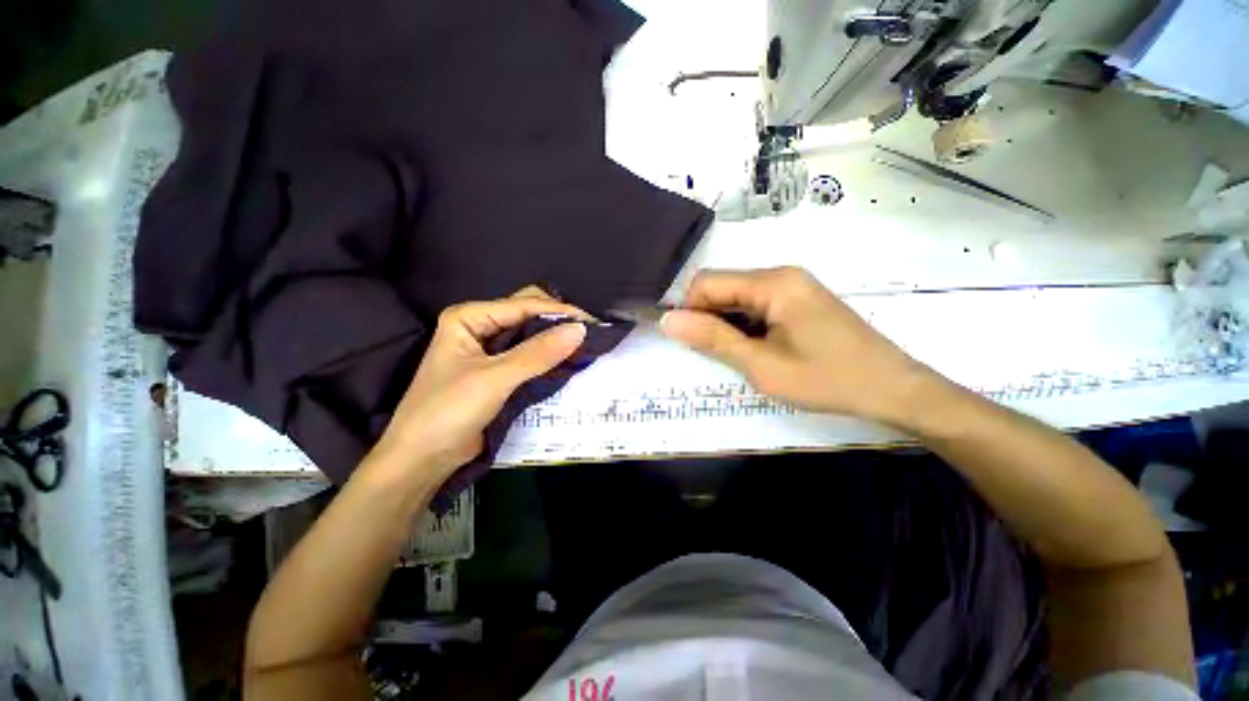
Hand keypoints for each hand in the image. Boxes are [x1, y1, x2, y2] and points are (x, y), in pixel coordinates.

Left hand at [371, 287, 588, 479]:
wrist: (422, 460)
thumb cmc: (447, 412)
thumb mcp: (494, 380)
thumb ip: (537, 354)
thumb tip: (580, 330)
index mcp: (470, 317)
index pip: (524, 305)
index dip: (560, 312)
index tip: (593, 324)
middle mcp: (480, 327)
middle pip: (528, 314)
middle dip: (559, 322)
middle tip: (591, 335)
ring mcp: (489, 349)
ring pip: (531, 335)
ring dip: (556, 340)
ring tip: (586, 346)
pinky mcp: (498, 371)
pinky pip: (530, 355)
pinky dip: (549, 357)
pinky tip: (568, 361)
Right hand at [660, 267, 934, 425]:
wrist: (893, 390)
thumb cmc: (827, 380)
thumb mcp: (761, 365)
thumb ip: (712, 339)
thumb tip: (668, 321)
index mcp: (773, 283)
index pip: (707, 282)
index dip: (689, 309)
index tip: (688, 342)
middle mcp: (781, 274)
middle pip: (722, 286)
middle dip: (707, 318)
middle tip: (715, 355)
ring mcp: (792, 285)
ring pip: (737, 297)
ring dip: (725, 324)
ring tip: (738, 356)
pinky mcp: (798, 299)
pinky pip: (755, 304)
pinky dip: (743, 325)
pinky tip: (754, 349)